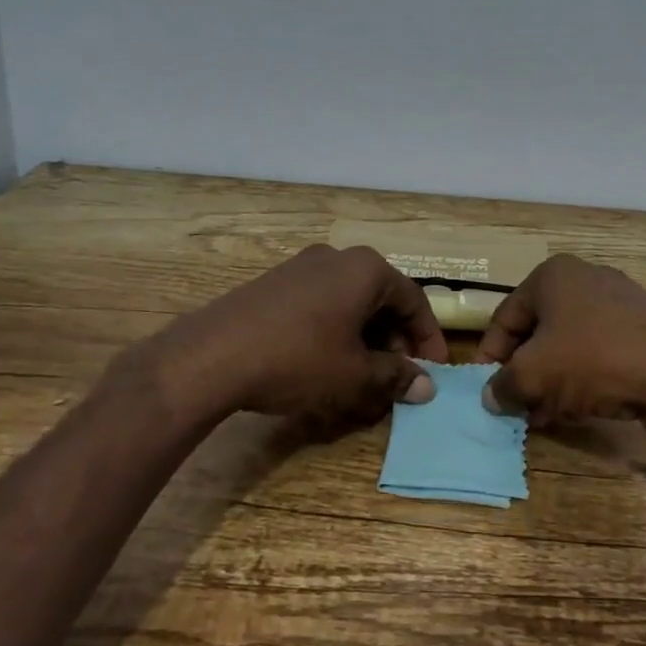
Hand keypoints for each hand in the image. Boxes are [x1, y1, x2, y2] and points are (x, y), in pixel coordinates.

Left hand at [144, 245, 447, 427]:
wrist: (211, 356)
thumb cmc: (297, 359)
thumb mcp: (354, 375)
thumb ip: (395, 377)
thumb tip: (425, 387)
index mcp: (365, 269)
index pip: (414, 300)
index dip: (428, 338)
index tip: (434, 370)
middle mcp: (337, 257)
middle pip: (382, 297)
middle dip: (396, 339)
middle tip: (399, 375)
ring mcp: (301, 266)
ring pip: (350, 301)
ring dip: (366, 336)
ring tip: (364, 374)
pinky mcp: (274, 283)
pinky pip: (321, 303)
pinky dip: (336, 330)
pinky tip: (326, 362)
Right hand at [474, 254, 645, 426]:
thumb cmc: (593, 360)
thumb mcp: (534, 375)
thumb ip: (504, 385)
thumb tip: (492, 396)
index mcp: (552, 276)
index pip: (506, 316)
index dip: (490, 355)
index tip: (486, 389)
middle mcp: (584, 278)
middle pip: (539, 330)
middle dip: (525, 371)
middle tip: (517, 406)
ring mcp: (619, 301)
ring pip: (570, 343)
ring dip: (553, 380)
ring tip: (546, 415)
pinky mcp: (644, 327)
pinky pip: (600, 351)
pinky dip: (584, 377)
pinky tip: (581, 407)